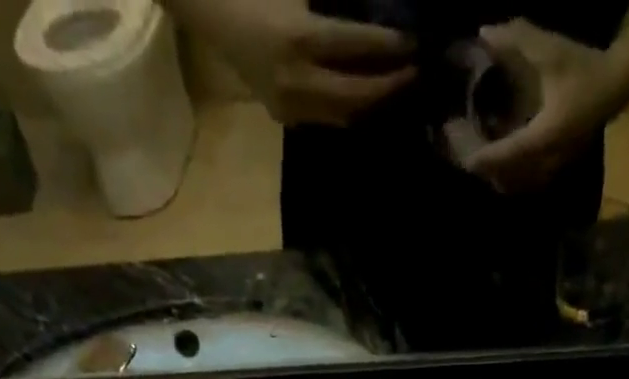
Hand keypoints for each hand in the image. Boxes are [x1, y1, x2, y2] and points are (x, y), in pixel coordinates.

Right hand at [166, 0, 414, 125]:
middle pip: (356, 96)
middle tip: (416, 73)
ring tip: (398, 87)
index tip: (416, 44)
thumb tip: (373, 12)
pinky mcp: (286, 117)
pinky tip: (369, 97)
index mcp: (298, 39)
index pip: (356, 47)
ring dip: (374, 104)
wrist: (212, 14)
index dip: (390, 47)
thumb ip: (335, 6)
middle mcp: (297, 82)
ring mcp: (291, 106)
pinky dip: (352, 109)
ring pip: (345, 114)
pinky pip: (328, 118)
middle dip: (389, 86)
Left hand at [453, 21, 624, 192]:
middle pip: (502, 177)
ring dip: (491, 174)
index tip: (455, 145)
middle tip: (458, 148)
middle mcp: (545, 162)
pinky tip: (496, 161)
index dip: (476, 155)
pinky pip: (523, 184)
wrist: (618, 83)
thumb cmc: (585, 67)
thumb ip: (517, 41)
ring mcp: (551, 169)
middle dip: (479, 165)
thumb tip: (484, 33)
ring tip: (473, 154)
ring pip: (512, 185)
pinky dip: (505, 176)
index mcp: (542, 138)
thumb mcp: (551, 50)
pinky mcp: (554, 170)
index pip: (502, 157)